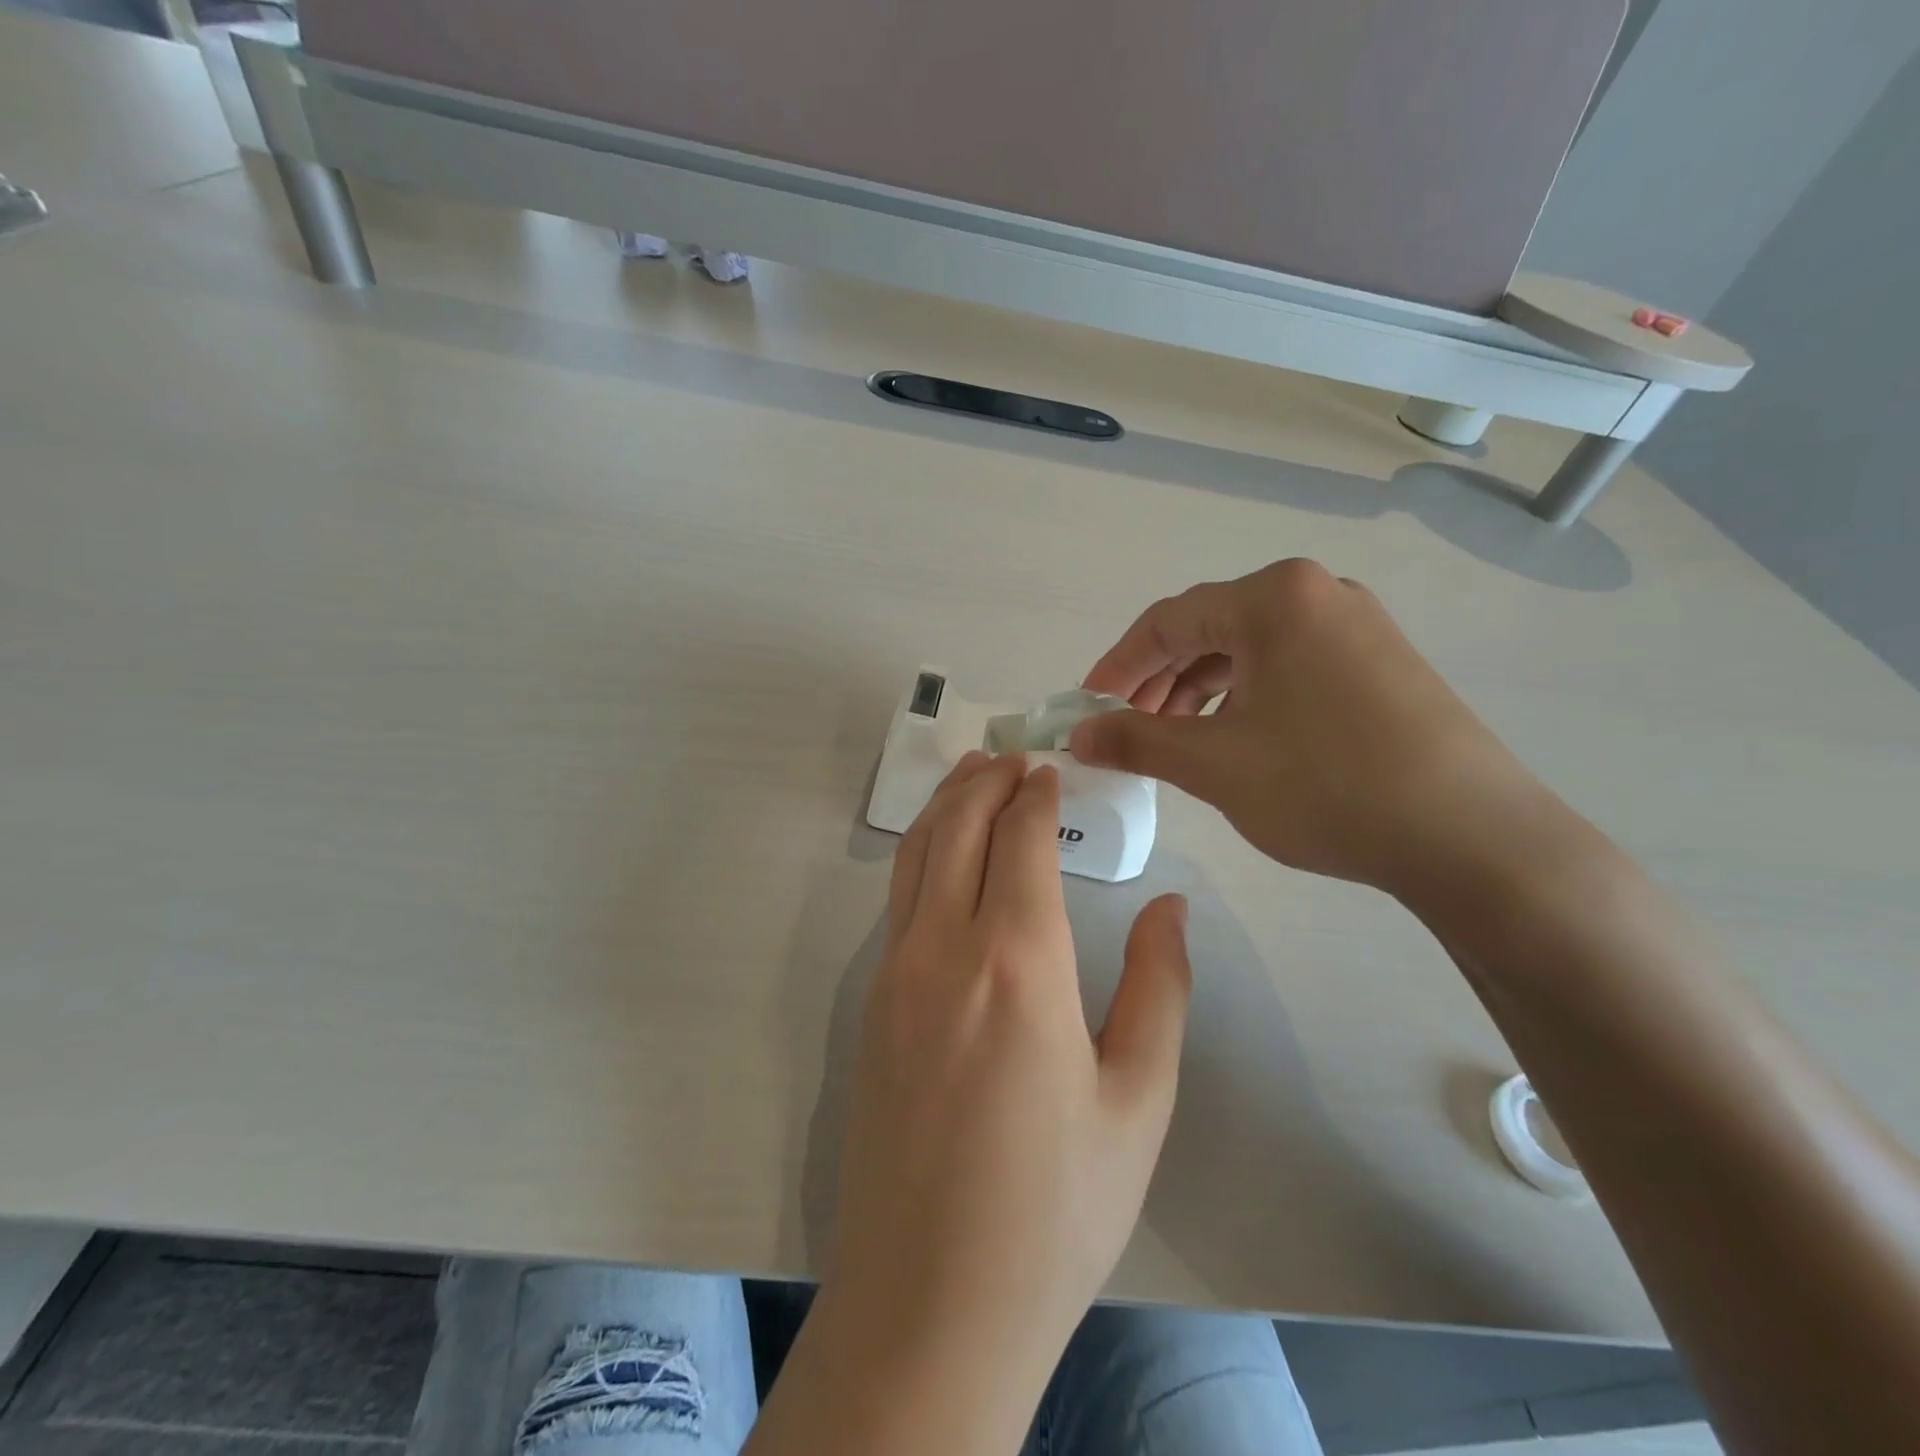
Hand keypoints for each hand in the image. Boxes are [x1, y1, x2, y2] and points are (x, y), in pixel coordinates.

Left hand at [822, 751, 1190, 1411]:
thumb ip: (1159, 990)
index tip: (1050, 767)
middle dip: (985, 780)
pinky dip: (923, 852)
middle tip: (1012, 755)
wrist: (931, 1302)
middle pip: (956, 828)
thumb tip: (1169, 906)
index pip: (1020, 839)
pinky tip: (944, 857)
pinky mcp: (870, 1006)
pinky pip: (898, 899)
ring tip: (972, 778)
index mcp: (1016, 962)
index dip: (1035, 794)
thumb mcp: (1137, 1103)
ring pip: (914, 856)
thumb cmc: (1055, 1209)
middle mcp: (943, 949)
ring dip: (945, 806)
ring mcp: (894, 975)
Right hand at [1071, 559, 1561, 897]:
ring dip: (1200, 692)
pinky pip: (1289, 666)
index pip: (1166, 621)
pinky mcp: (1381, 662)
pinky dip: (1246, 698)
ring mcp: (1357, 625)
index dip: (1116, 666)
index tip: (1085, 708)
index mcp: (1273, 599)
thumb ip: (1135, 740)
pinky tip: (1237, 739)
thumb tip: (1077, 735)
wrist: (1471, 837)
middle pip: (1208, 630)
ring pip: (1249, 650)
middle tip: (1128, 731)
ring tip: (1177, 742)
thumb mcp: (1213, 764)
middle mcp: (1317, 593)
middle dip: (1158, 682)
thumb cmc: (1326, 786)